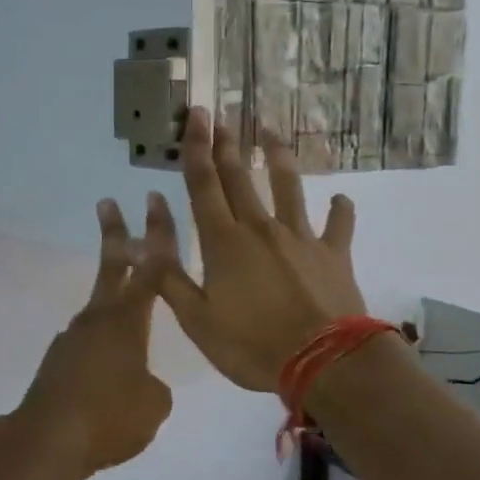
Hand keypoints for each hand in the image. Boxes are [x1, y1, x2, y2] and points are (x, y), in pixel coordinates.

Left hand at [9, 198, 176, 477]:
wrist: (47, 441)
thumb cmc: (110, 417)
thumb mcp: (154, 405)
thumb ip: (154, 386)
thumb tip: (141, 382)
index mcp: (127, 321)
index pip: (151, 269)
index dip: (158, 236)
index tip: (154, 204)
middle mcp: (98, 320)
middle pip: (110, 268)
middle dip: (115, 235)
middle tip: (107, 204)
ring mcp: (72, 339)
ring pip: (99, 312)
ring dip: (113, 309)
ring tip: (132, 333)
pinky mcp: (57, 362)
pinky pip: (87, 347)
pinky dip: (102, 351)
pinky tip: (108, 380)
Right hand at [153, 109, 366, 391]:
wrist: (323, 363)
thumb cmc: (252, 346)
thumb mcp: (196, 320)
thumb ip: (167, 277)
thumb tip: (138, 237)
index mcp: (223, 242)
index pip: (204, 185)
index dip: (196, 148)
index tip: (194, 115)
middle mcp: (260, 228)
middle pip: (239, 178)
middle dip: (226, 145)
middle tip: (219, 116)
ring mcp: (300, 237)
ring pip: (288, 187)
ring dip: (277, 157)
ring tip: (270, 132)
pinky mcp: (333, 253)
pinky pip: (337, 224)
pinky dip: (339, 210)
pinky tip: (340, 199)